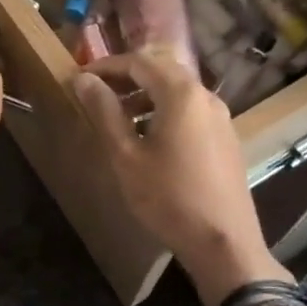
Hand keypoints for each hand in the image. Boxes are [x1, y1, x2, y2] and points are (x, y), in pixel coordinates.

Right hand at [73, 49, 283, 305]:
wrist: (224, 243)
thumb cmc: (168, 197)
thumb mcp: (126, 155)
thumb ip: (104, 112)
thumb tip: (83, 79)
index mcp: (181, 93)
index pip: (139, 62)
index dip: (106, 66)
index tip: (80, 77)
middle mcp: (205, 96)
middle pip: (161, 71)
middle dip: (126, 77)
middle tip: (97, 92)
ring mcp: (221, 117)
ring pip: (177, 91)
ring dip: (145, 95)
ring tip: (117, 116)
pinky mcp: (226, 138)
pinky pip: (191, 110)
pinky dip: (165, 111)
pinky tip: (148, 137)